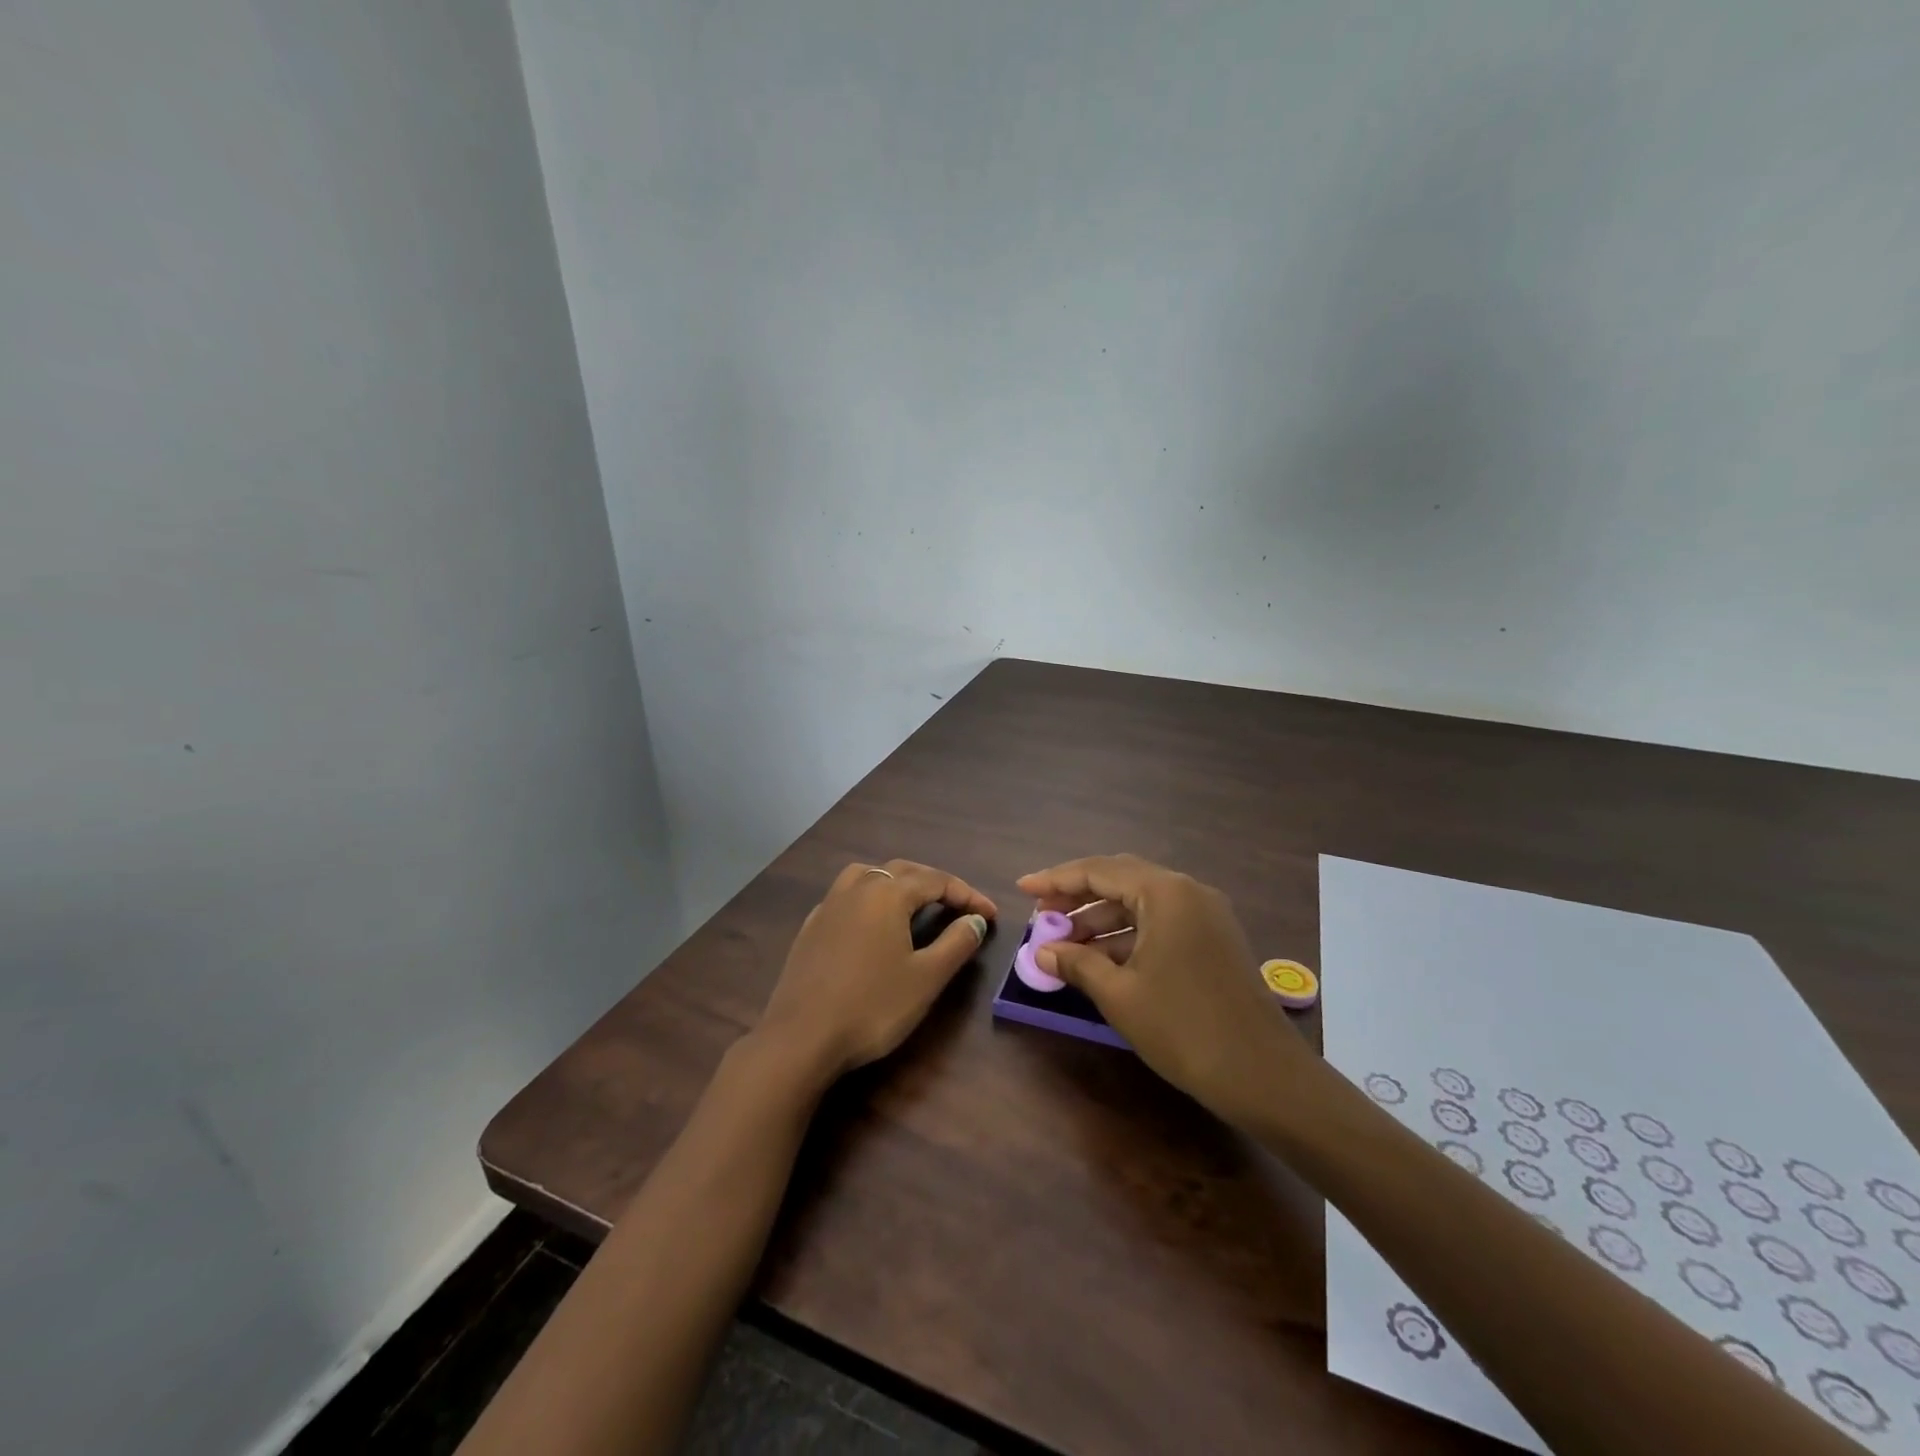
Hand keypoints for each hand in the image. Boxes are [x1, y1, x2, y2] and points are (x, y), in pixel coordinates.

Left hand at [755, 860, 995, 1082]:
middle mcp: (857, 887)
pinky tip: (872, 923)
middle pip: (903, 870)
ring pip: (869, 874)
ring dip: (898, 881)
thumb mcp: (926, 978)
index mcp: (887, 893)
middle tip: (960, 906)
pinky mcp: (811, 926)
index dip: (968, 895)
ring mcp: (829, 905)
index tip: (991, 915)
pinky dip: (869, 897)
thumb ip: (956, 943)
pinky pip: (847, 895)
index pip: (937, 881)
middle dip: (935, 884)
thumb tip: (975, 920)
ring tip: (915, 902)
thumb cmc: (872, 1006)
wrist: (801, 1038)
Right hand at [1017, 855, 1311, 1126]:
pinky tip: (1101, 960)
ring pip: (1140, 904)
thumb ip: (1076, 964)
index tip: (1022, 889)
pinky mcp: (1214, 940)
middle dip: (1077, 897)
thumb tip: (1041, 952)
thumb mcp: (1120, 995)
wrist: (1264, 1076)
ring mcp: (1206, 915)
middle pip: (1120, 880)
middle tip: (1041, 915)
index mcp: (1165, 892)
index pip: (1098, 871)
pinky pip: (1160, 923)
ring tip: (1064, 944)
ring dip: (1101, 919)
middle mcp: (1187, 892)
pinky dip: (1128, 936)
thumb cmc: (1184, 1028)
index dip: (1056, 879)